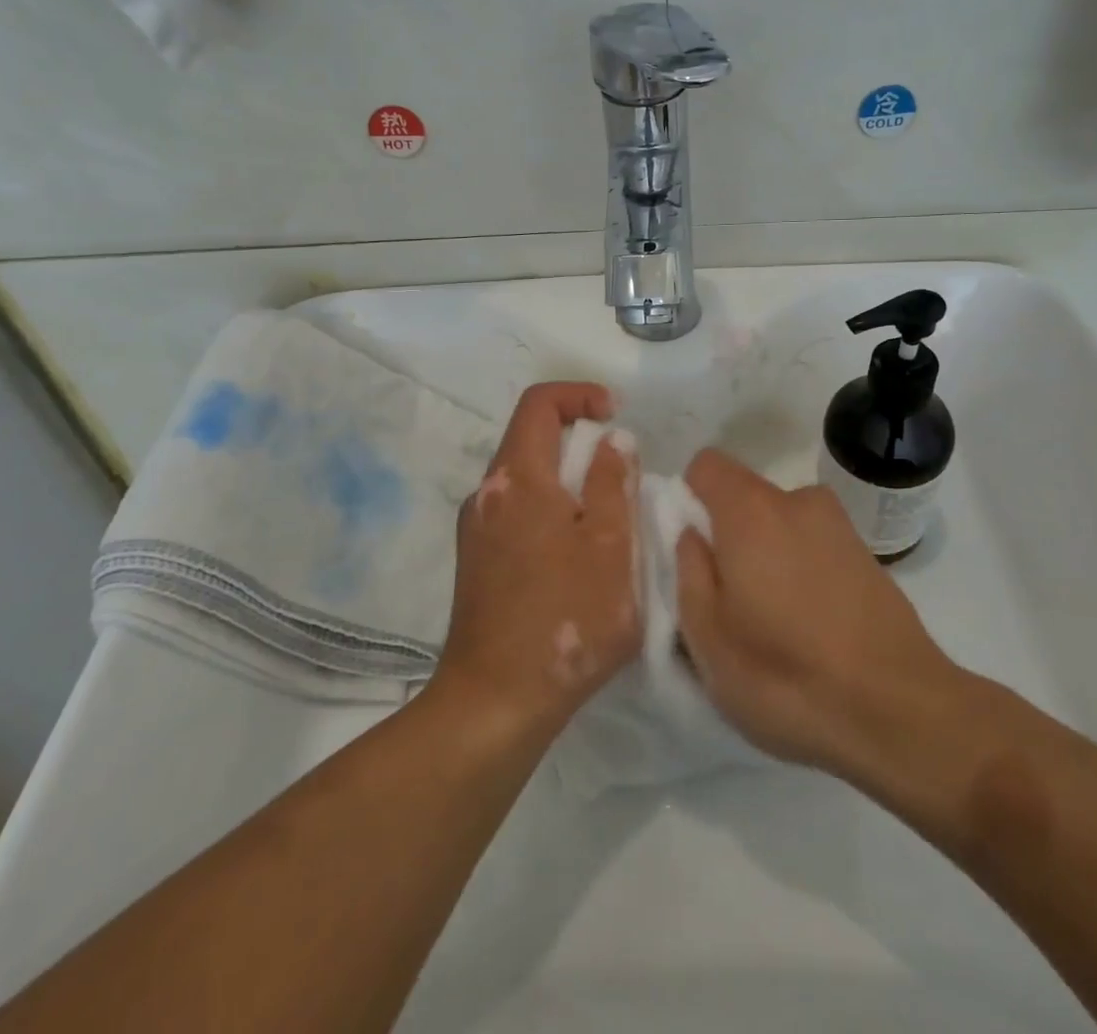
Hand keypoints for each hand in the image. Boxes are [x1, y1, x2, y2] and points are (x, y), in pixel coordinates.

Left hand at [433, 383, 641, 737]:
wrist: (495, 701)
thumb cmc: (566, 618)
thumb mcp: (610, 545)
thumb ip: (612, 482)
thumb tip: (612, 440)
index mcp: (517, 478)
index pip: (539, 403)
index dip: (579, 394)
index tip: (615, 415)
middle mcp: (487, 493)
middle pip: (531, 440)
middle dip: (579, 443)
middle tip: (620, 476)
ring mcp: (476, 529)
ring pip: (525, 480)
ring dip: (566, 482)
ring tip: (605, 522)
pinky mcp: (475, 562)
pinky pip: (516, 514)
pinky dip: (549, 512)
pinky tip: (575, 558)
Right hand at [675, 448, 962, 780]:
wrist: (902, 714)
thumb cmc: (786, 676)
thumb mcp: (707, 637)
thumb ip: (688, 570)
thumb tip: (691, 534)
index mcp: (751, 510)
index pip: (705, 465)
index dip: (688, 500)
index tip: (692, 552)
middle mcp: (797, 501)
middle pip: (744, 498)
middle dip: (727, 537)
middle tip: (728, 602)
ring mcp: (839, 526)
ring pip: (779, 526)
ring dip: (766, 557)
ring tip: (773, 624)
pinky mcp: (867, 556)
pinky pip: (812, 547)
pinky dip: (801, 572)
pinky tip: (811, 630)